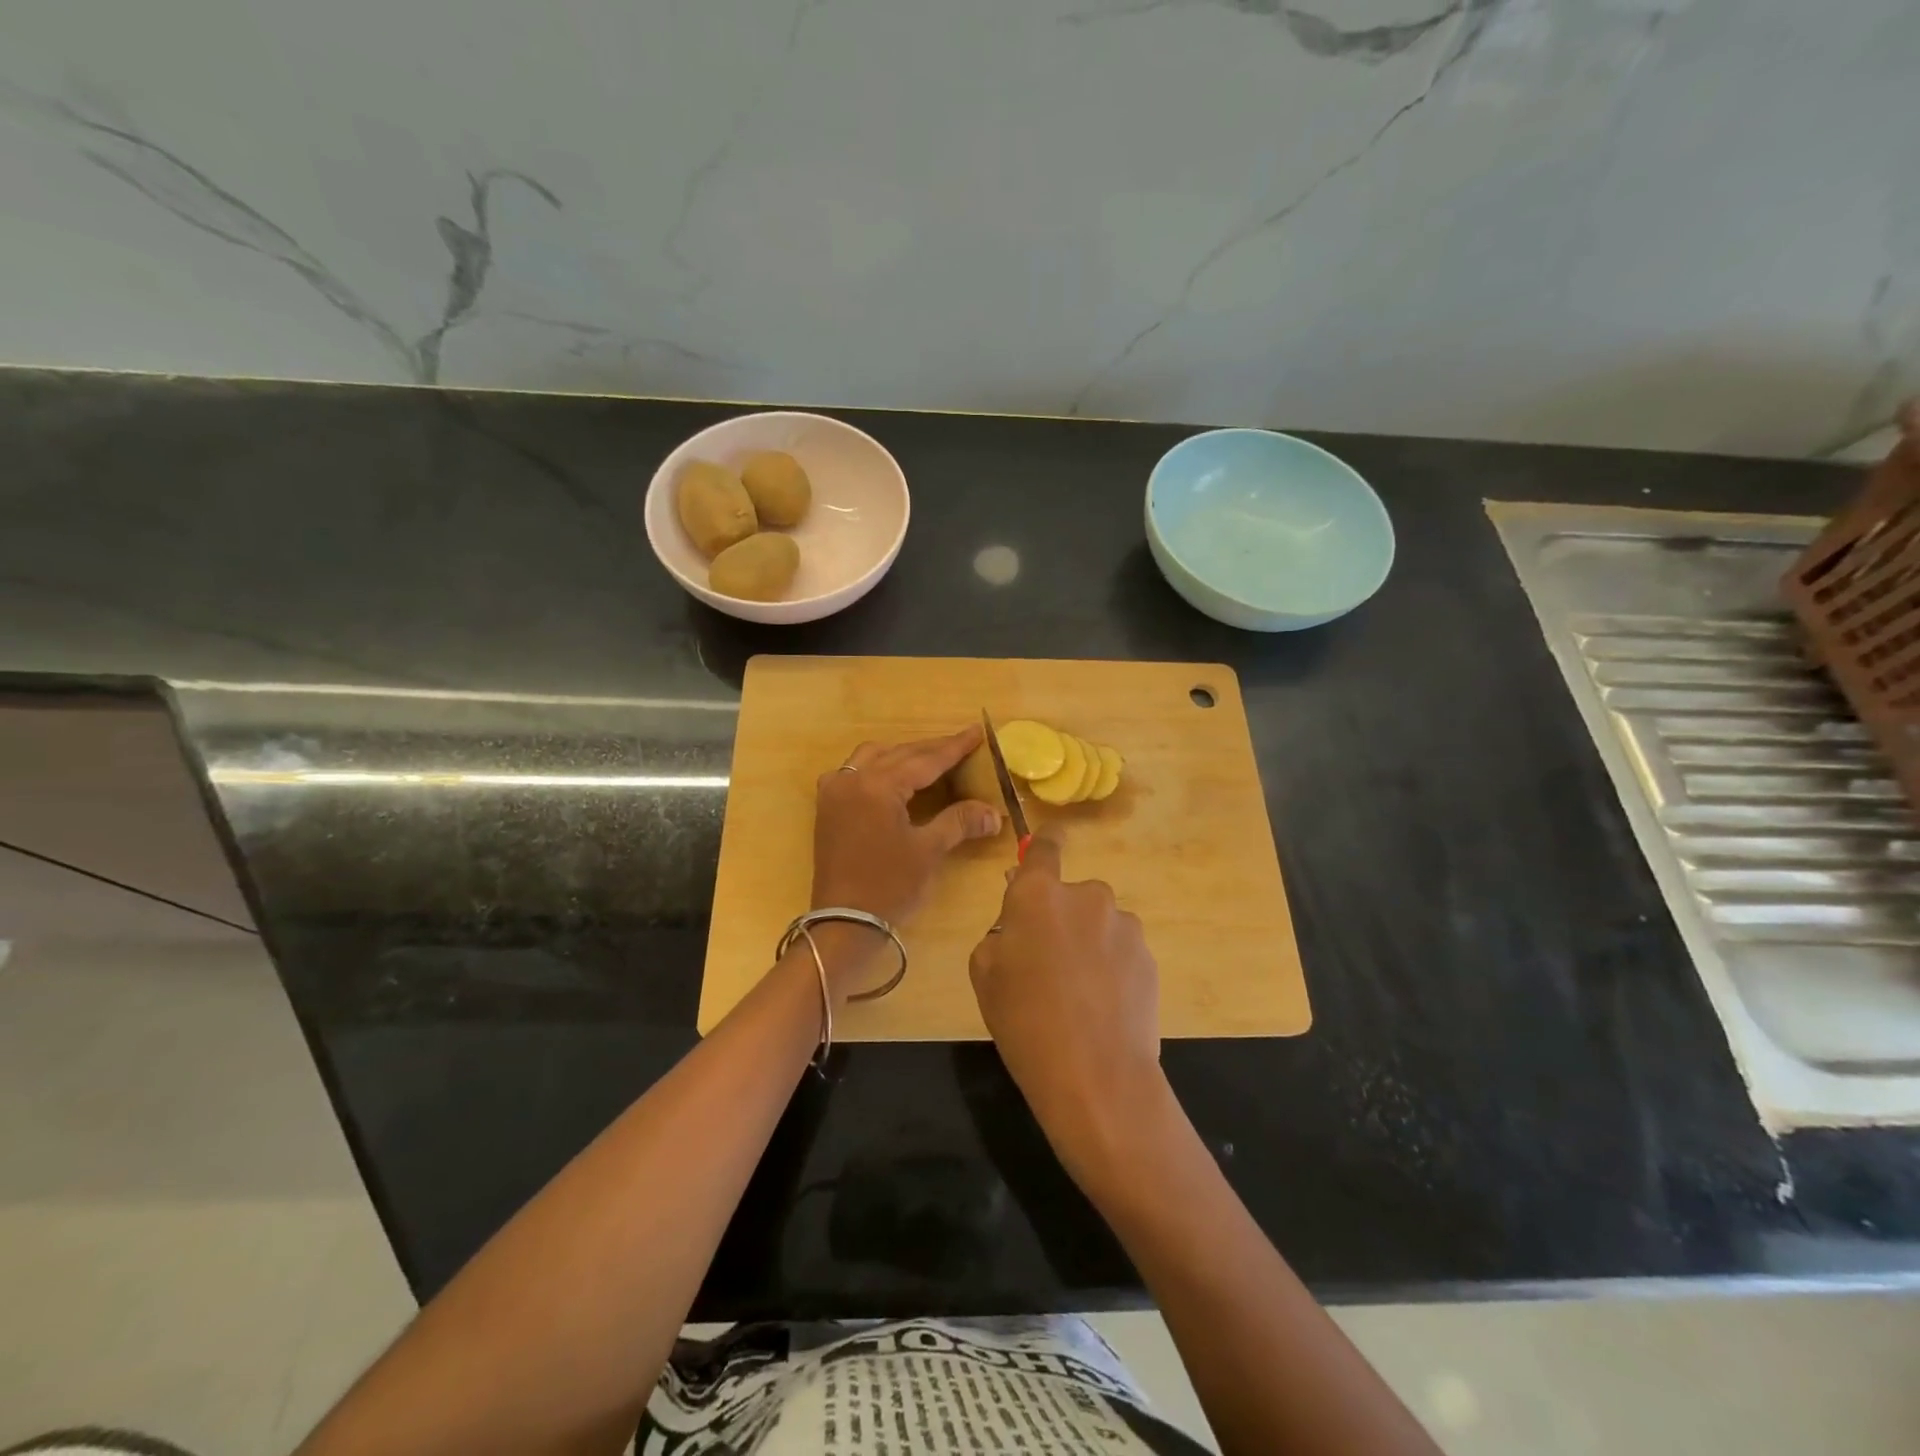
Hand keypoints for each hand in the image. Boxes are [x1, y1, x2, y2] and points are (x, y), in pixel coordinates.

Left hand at [809, 727, 1001, 991]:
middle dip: (931, 749)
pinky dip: (877, 767)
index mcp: (877, 786)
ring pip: (873, 757)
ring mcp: (835, 792)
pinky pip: (854, 772)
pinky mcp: (828, 808)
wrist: (843, 924)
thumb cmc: (889, 887)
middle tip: (962, 745)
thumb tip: (995, 813)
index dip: (953, 747)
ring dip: (902, 755)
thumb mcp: (928, 851)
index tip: (976, 732)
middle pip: (899, 754)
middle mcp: (852, 779)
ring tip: (931, 760)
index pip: (924, 759)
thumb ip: (960, 822)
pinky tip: (893, 778)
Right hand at [968, 833, 1163, 1179]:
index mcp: (1038, 894)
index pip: (1044, 847)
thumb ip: (1001, 931)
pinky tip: (1103, 1005)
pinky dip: (1112, 967)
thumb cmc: (1024, 1022)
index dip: (1044, 844)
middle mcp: (1086, 896)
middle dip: (1061, 916)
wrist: (1096, 1076)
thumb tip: (1020, 920)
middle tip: (1048, 961)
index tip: (1049, 842)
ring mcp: (1123, 925)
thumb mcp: (985, 973)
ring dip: (1089, 942)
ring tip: (1079, 992)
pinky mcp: (1148, 955)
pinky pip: (1121, 950)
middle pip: (1071, 895)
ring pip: (1098, 923)